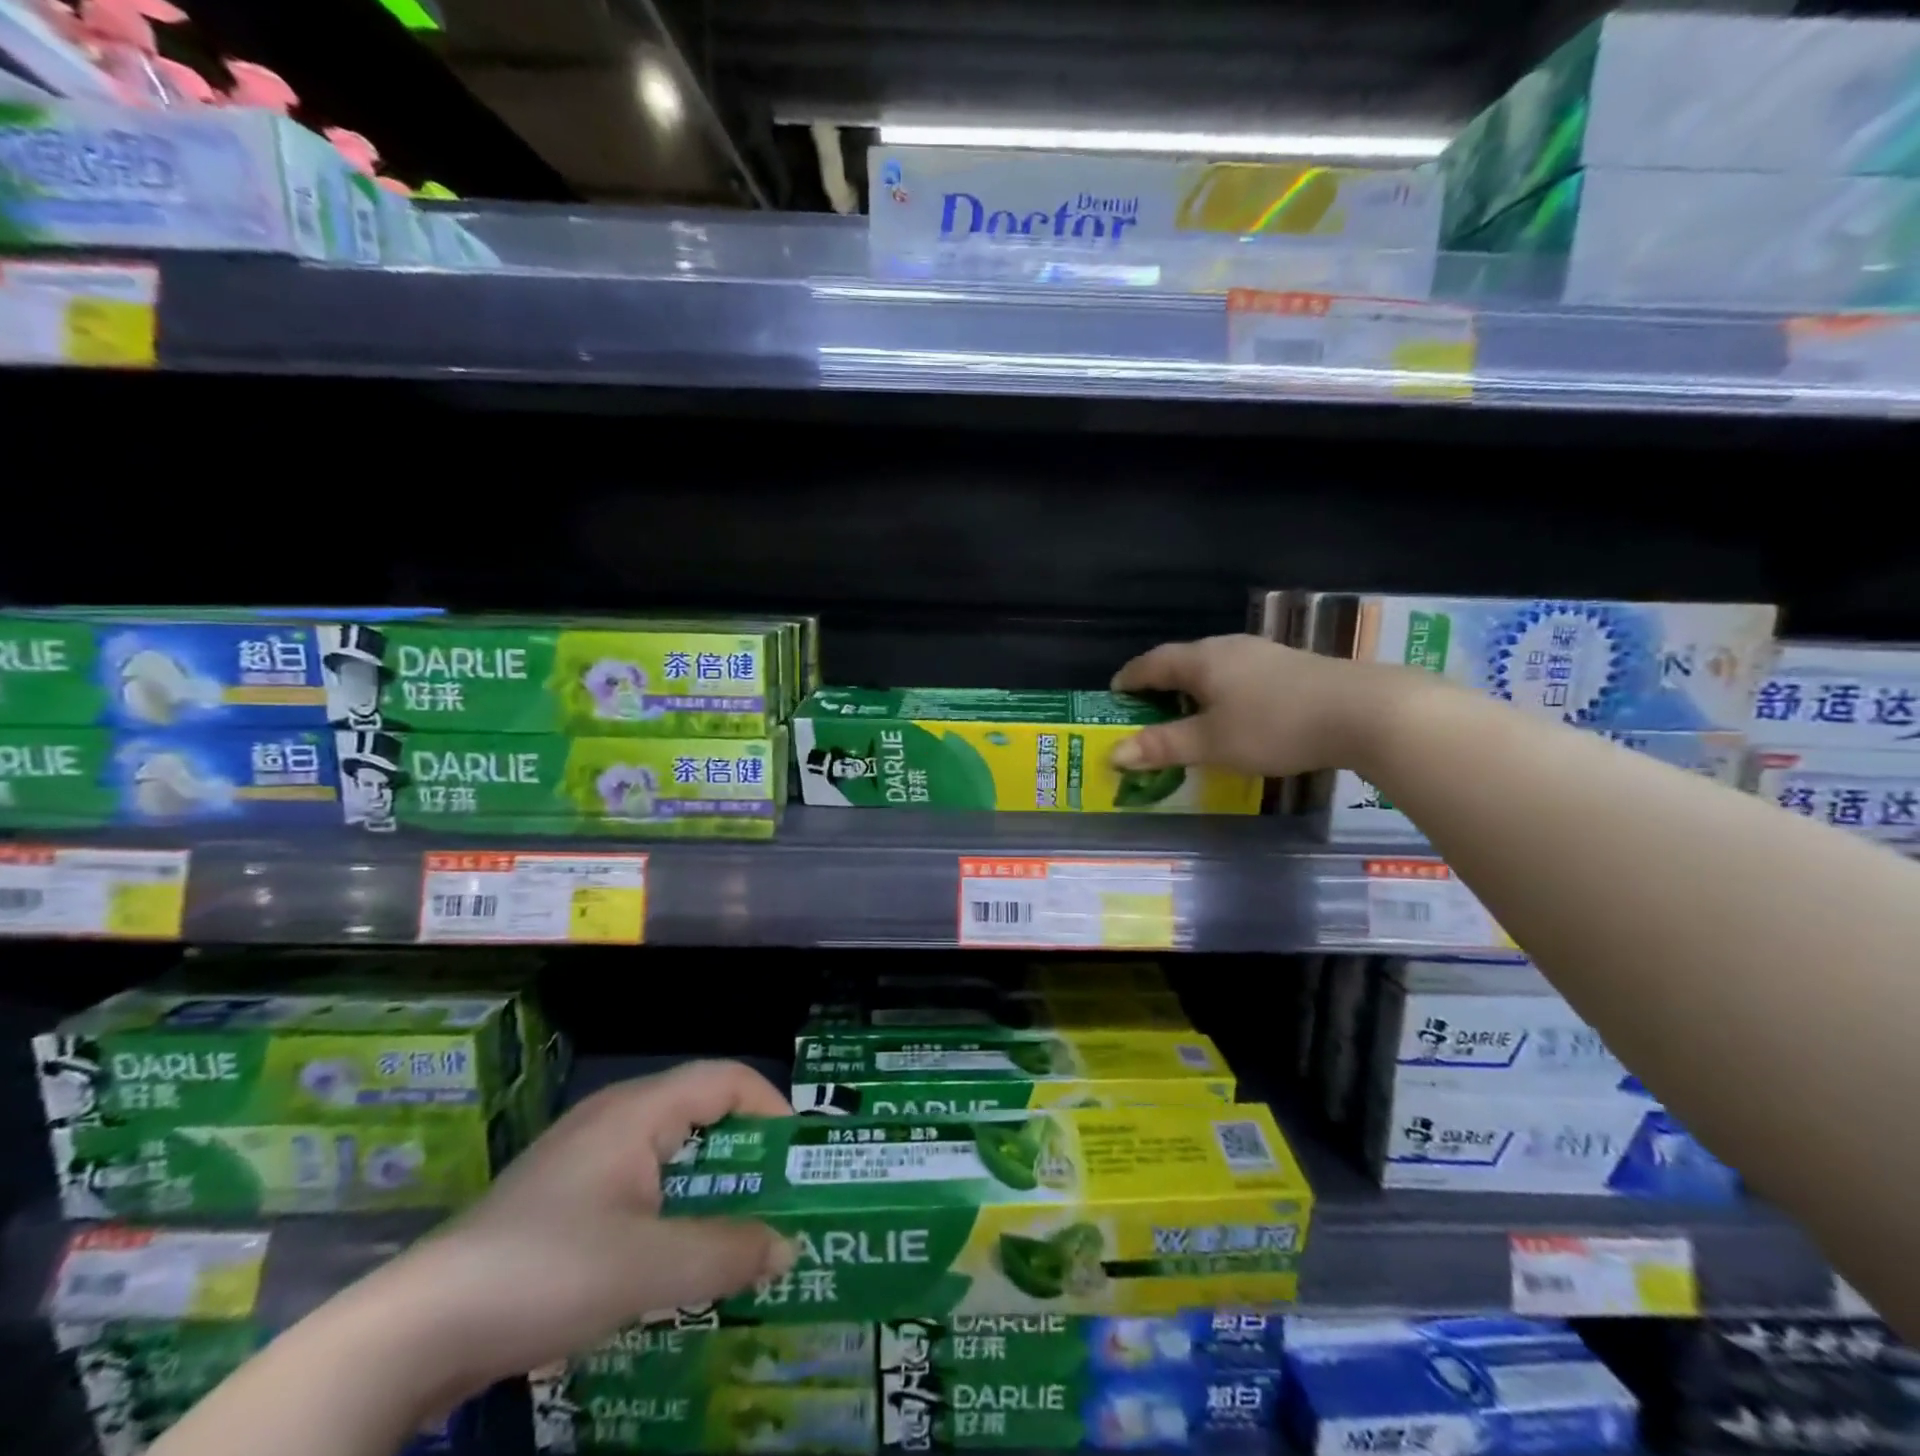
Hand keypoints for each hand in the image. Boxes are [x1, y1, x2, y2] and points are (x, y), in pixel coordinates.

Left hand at [375, 1060, 793, 1395]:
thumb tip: (788, 1247)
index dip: (771, 1107)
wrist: (415, 1329)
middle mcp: (615, 1118)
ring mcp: (584, 1156)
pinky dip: (672, 1206)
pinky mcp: (563, 1197)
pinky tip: (673, 1257)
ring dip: (710, 1185)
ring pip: (670, 1151)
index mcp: (639, 1110)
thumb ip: (727, 1254)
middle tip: (779, 1200)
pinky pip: (639, 1182)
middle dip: (747, 1153)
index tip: (798, 1160)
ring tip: (738, 1232)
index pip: (726, 1078)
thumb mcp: (650, 1270)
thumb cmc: (546, 1272)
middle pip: (702, 1112)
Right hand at [1110, 634, 1406, 778]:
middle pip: (1183, 660)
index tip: (1114, 694)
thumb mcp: (1212, 742)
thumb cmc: (1274, 725)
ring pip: (1214, 667)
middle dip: (1160, 683)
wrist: (1363, 711)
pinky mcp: (1290, 666)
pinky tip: (1234, 712)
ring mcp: (1263, 653)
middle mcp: (1228, 647)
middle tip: (1147, 709)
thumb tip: (1114, 753)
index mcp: (1202, 660)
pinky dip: (1222, 692)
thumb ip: (1163, 746)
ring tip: (1187, 712)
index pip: (1152, 662)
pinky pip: (1239, 675)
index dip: (1130, 678)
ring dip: (1193, 688)